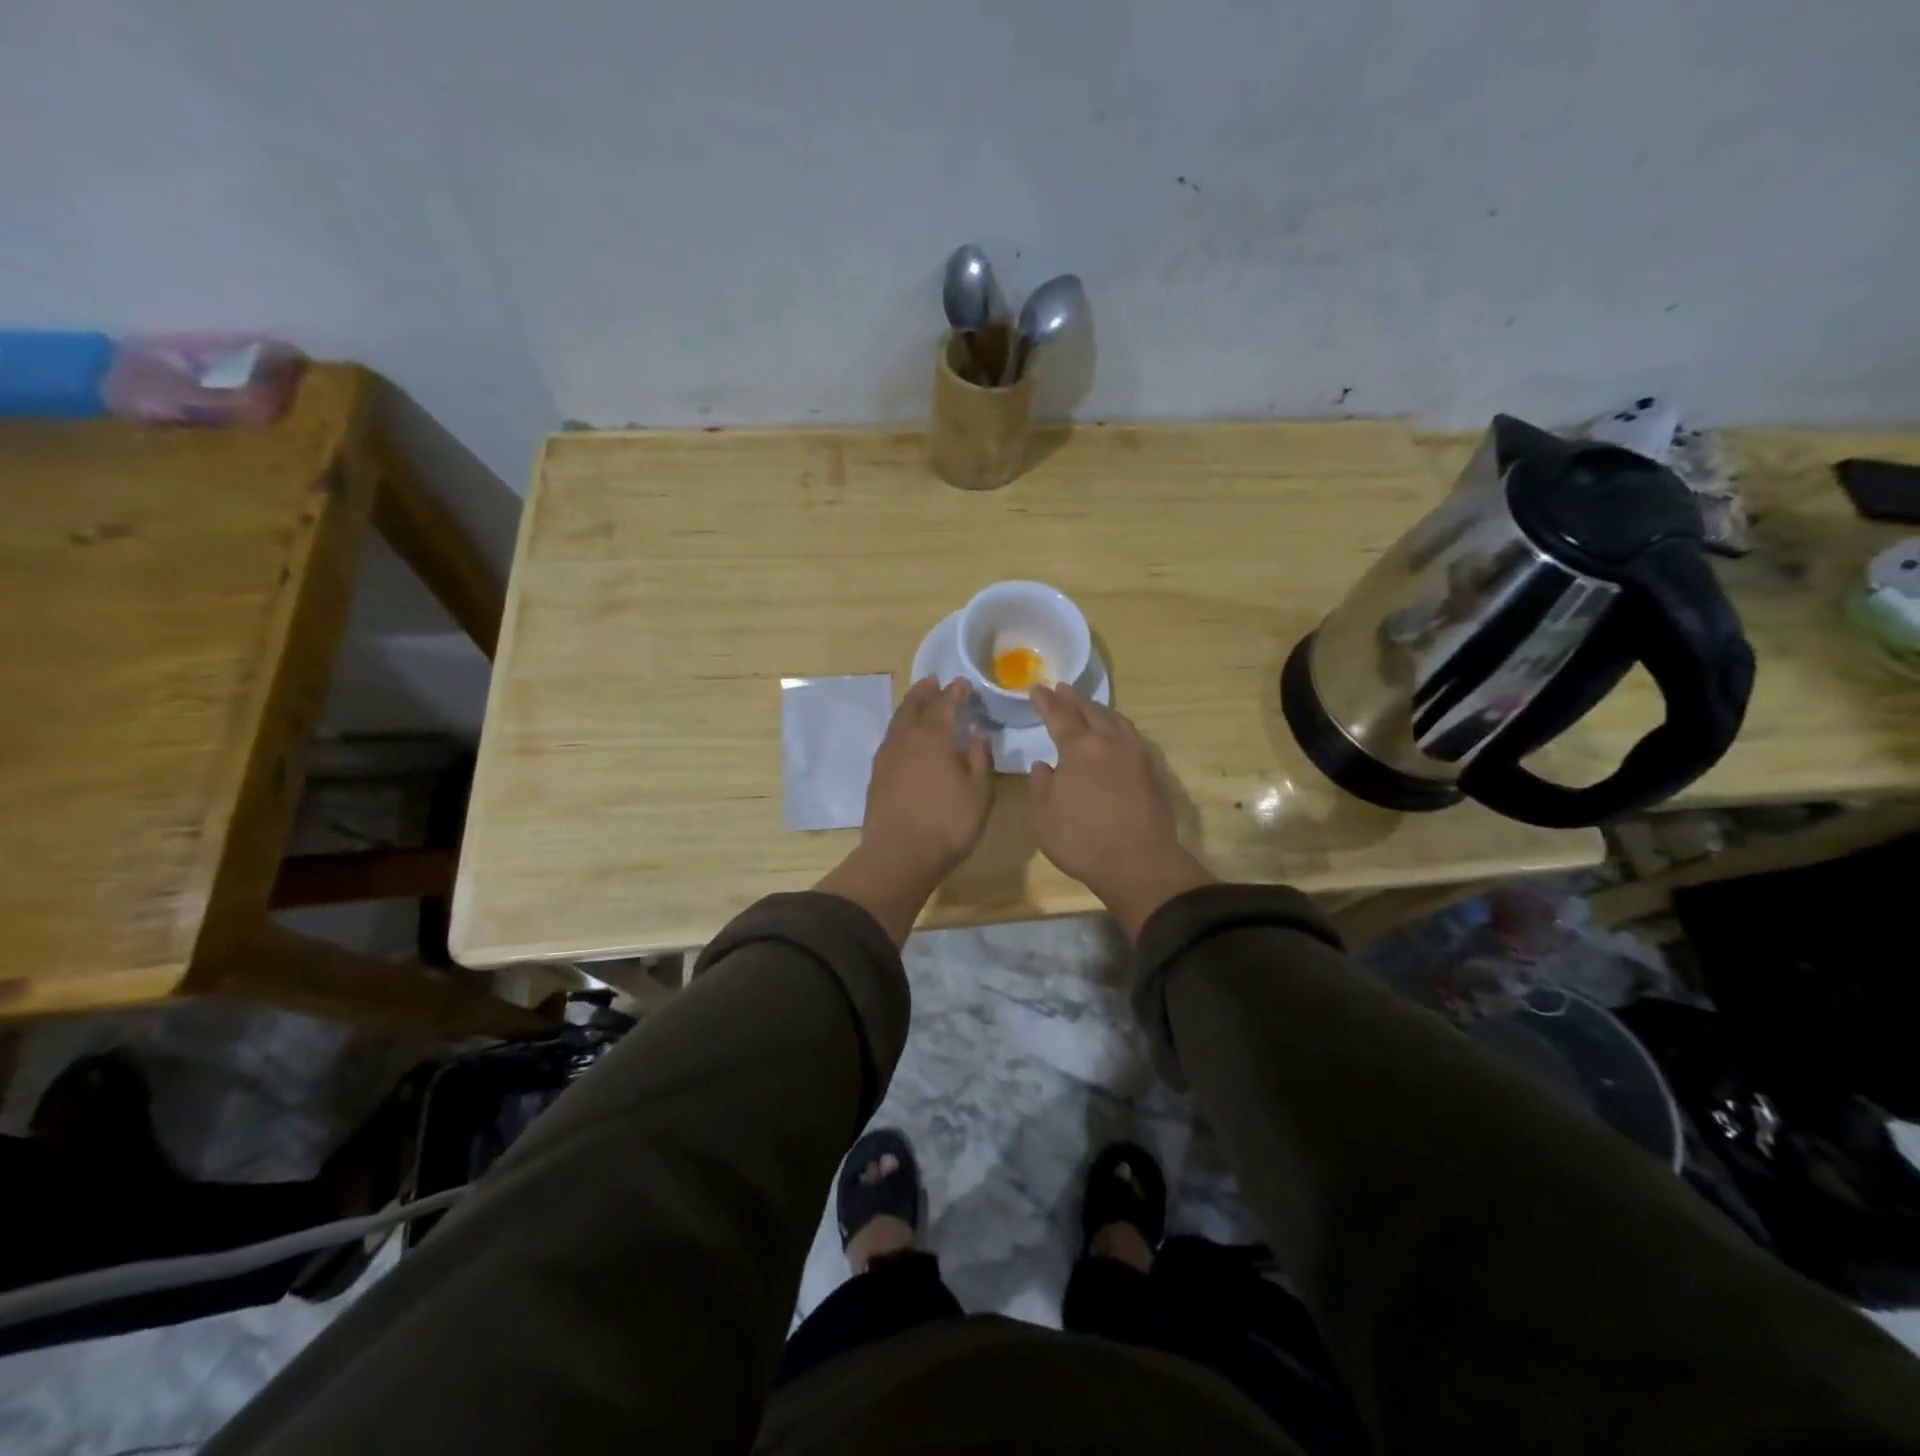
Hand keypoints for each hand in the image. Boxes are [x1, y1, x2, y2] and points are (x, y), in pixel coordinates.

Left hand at [863, 677, 993, 875]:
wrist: (898, 856)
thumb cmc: (947, 825)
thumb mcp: (979, 794)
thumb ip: (979, 761)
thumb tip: (977, 736)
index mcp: (933, 739)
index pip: (944, 706)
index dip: (954, 693)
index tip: (962, 684)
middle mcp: (906, 741)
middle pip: (913, 707)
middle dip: (925, 693)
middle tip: (933, 682)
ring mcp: (887, 759)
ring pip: (897, 723)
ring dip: (909, 708)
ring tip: (918, 703)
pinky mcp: (876, 778)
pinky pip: (889, 741)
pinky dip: (899, 730)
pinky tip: (904, 739)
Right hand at [1029, 684, 1213, 936]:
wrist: (1139, 862)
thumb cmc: (1082, 840)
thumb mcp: (1045, 816)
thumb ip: (1041, 785)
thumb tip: (1044, 766)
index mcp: (1079, 747)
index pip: (1059, 715)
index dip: (1046, 702)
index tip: (1036, 689)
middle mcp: (1109, 741)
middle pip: (1091, 710)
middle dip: (1073, 698)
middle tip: (1061, 689)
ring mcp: (1136, 753)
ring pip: (1116, 720)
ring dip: (1099, 709)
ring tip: (1088, 706)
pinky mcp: (1152, 770)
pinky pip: (1132, 735)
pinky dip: (1118, 726)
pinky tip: (1116, 733)